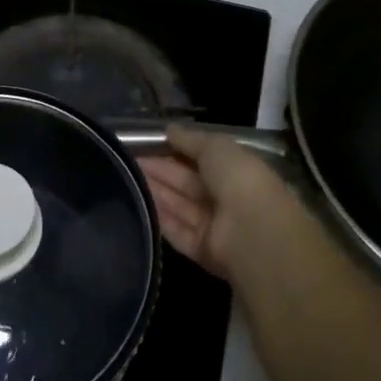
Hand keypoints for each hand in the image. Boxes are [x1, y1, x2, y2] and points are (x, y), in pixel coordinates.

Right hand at [139, 124, 293, 281]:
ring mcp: (214, 226)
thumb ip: (191, 139)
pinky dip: (160, 218)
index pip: (201, 158)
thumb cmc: (238, 179)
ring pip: (179, 205)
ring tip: (126, 177)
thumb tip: (169, 129)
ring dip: (156, 191)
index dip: (175, 150)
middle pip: (187, 182)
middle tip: (129, 160)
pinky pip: (177, 231)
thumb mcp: (215, 147)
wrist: (253, 231)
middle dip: (160, 170)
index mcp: (235, 170)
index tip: (147, 143)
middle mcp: (225, 197)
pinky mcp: (202, 250)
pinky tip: (138, 204)